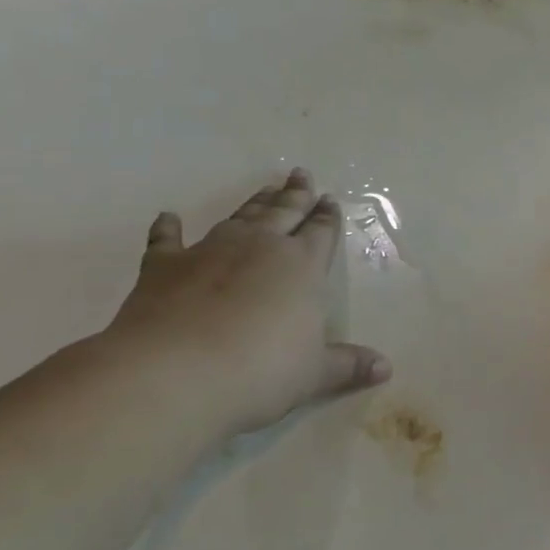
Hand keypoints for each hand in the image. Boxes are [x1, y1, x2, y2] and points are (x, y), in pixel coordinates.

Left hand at [103, 168, 389, 437]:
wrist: (174, 373)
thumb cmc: (260, 371)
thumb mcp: (314, 374)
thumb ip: (348, 365)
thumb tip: (385, 369)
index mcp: (302, 265)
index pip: (321, 232)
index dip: (327, 217)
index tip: (329, 200)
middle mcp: (260, 246)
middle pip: (284, 212)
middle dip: (296, 194)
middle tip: (301, 174)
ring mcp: (210, 251)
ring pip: (240, 218)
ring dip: (254, 203)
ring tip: (266, 189)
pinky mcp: (163, 267)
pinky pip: (168, 240)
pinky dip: (168, 228)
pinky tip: (168, 217)